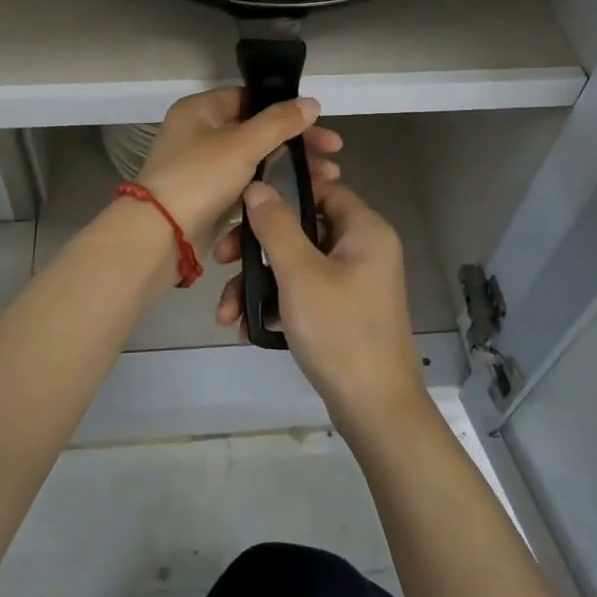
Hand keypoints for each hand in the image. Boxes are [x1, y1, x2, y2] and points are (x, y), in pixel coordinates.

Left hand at [135, 88, 342, 250]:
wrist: (160, 236)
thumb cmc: (199, 178)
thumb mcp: (242, 144)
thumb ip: (279, 122)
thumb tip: (311, 102)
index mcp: (200, 111)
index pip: (250, 98)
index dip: (286, 109)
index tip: (320, 124)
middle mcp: (199, 134)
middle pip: (257, 130)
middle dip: (297, 142)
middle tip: (334, 154)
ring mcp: (204, 167)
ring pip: (256, 159)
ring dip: (290, 166)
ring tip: (328, 178)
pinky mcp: (210, 197)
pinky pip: (247, 185)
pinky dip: (272, 186)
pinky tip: (302, 194)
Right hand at [215, 181, 429, 438]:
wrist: (375, 409)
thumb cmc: (339, 331)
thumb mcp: (300, 274)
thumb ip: (276, 227)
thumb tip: (257, 187)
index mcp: (365, 230)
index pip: (321, 190)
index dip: (282, 192)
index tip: (242, 206)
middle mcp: (363, 249)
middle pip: (302, 229)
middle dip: (256, 248)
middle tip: (222, 261)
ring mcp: (354, 282)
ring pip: (296, 265)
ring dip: (257, 283)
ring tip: (225, 312)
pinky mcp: (343, 311)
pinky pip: (304, 292)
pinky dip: (276, 304)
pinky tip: (246, 327)